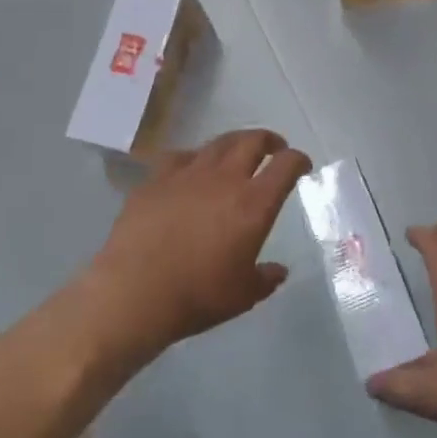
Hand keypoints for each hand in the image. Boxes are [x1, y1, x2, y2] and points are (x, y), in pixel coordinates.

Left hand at [86, 130, 311, 362]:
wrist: (134, 293)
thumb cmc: (197, 296)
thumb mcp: (243, 295)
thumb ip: (265, 279)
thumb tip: (278, 271)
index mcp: (254, 203)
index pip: (286, 165)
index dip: (299, 160)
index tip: (302, 165)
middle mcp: (225, 179)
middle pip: (253, 141)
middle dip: (269, 141)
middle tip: (274, 148)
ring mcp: (188, 174)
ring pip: (218, 143)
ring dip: (235, 143)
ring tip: (237, 152)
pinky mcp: (156, 179)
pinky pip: (180, 156)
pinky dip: (194, 157)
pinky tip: (191, 168)